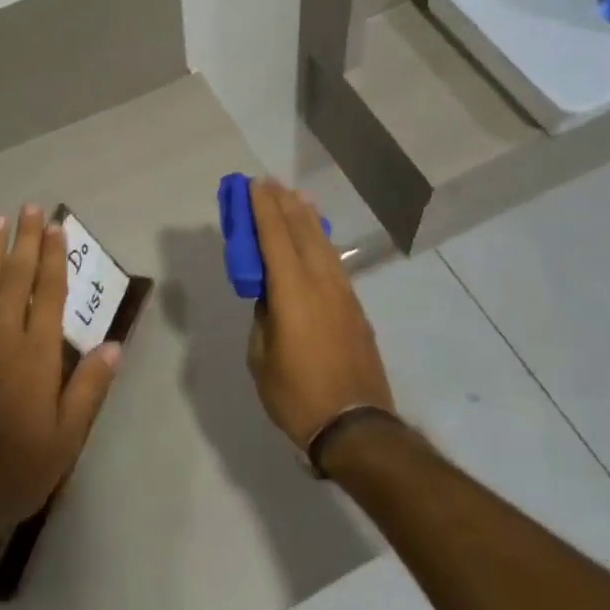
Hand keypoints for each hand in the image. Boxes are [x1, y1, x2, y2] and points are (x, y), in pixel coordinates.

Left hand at [0, 206, 120, 532]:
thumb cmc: (16, 469)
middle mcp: (0, 336)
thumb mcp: (67, 436)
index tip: (56, 227)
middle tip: (28, 209)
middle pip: (15, 277)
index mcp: (35, 353)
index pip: (49, 292)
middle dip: (24, 240)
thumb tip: (114, 345)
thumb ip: (90, 387)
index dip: (54, 257)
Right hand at [247, 178, 395, 453]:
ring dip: (307, 218)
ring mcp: (343, 294)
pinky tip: (316, 238)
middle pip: (302, 232)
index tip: (253, 185)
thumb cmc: (297, 396)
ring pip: (322, 244)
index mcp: (293, 293)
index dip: (262, 209)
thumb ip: (263, 318)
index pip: (274, 238)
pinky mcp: (355, 308)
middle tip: (271, 183)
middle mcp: (321, 283)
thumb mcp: (262, 358)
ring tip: (296, 198)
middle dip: (284, 204)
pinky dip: (321, 241)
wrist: (356, 426)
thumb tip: (269, 298)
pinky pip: (333, 262)